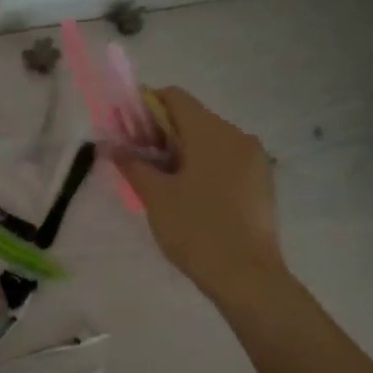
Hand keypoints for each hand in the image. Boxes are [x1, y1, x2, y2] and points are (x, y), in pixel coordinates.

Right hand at [113, 86, 282, 300]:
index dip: (145, 108)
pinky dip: (205, 168)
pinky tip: (192, 199)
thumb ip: (132, 164)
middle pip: (193, 119)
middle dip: (162, 134)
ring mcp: (255, 159)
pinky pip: (227, 161)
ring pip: (211, 142)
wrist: (247, 275)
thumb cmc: (195, 229)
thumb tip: (110, 145)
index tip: (128, 136)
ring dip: (183, 153)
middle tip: (139, 165)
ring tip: (164, 187)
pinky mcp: (262, 182)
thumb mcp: (156, 196)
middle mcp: (237, 135)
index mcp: (210, 131)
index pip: (174, 97)